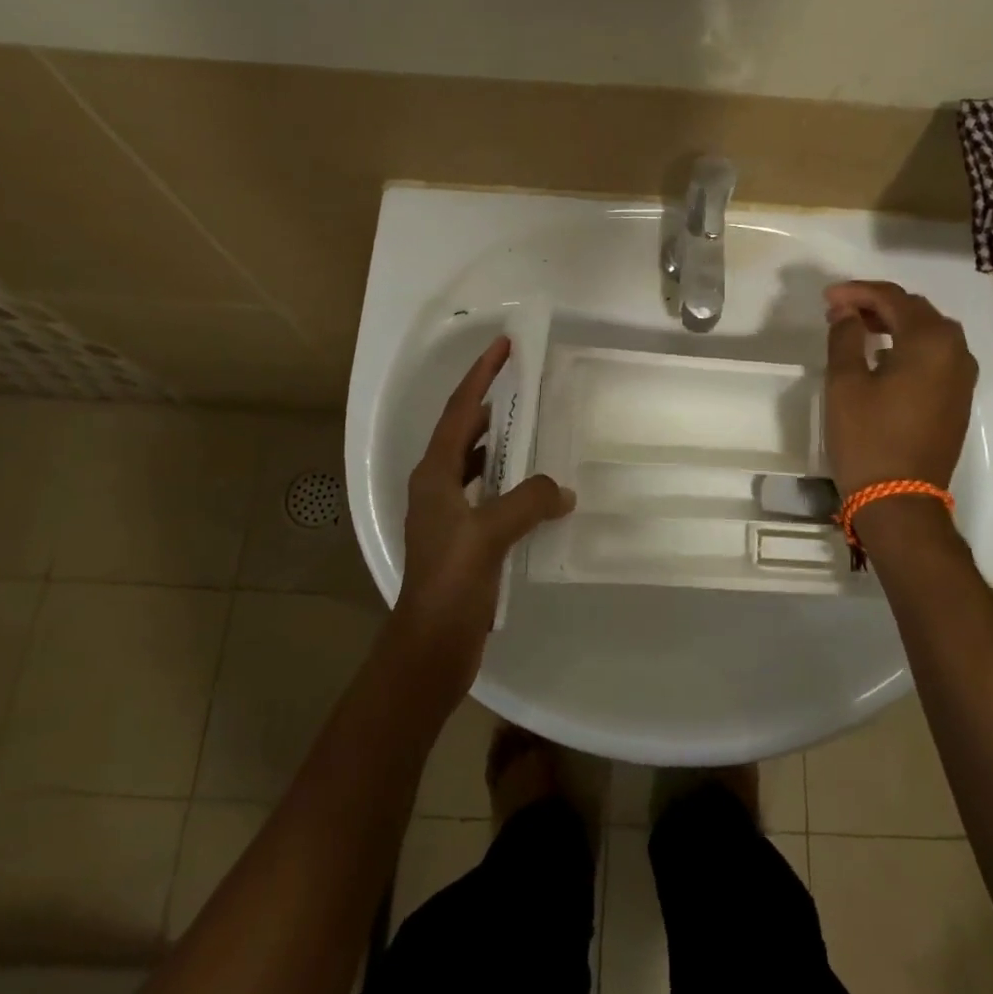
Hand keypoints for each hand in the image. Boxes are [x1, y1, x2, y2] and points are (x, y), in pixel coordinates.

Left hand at [391, 337, 574, 692]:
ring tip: (535, 432)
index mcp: (434, 476)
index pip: (458, 412)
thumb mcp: (489, 535)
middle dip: (491, 406)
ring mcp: (447, 514)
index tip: (502, 347)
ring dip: (501, 445)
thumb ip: (528, 502)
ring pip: (476, 464)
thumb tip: (563, 490)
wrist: (430, 647)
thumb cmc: (450, 583)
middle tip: (526, 387)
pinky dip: (509, 482)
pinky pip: (489, 494)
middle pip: (463, 432)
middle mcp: (436, 487)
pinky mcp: (461, 538)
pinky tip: (536, 491)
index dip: (480, 376)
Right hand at [823, 280, 977, 494]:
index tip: (827, 298)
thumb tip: (846, 312)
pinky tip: (882, 357)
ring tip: (857, 330)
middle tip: (840, 312)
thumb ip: (845, 337)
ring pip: (929, 332)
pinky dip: (909, 346)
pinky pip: (936, 356)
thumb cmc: (867, 437)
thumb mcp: (845, 383)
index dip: (857, 292)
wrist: (900, 500)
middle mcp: (956, 351)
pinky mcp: (958, 398)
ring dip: (894, 324)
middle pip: (916, 311)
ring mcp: (962, 377)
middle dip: (877, 305)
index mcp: (931, 341)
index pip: (893, 298)